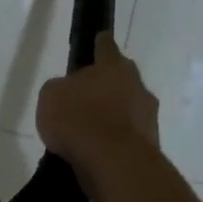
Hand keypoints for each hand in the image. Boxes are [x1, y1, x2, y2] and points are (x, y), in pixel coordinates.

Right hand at [36, 32, 160, 197]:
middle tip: (89, 96)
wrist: (113, 163)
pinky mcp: (151, 145)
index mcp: (114, 67)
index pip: (106, 47)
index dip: (100, 44)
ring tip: (90, 132)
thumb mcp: (51, 96)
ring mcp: (148, 117)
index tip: (100, 39)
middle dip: (108, 86)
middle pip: (122, 79)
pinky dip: (116, 142)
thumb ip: (61, 88)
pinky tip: (99, 153)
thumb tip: (70, 93)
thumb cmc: (79, 119)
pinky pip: (129, 137)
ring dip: (114, 117)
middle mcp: (137, 86)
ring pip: (129, 110)